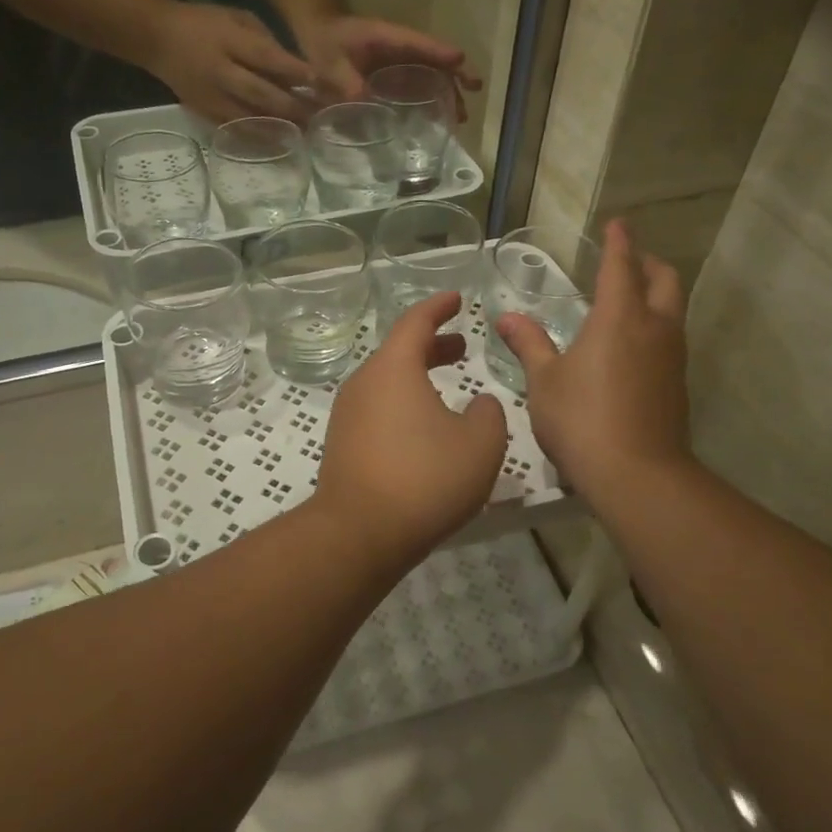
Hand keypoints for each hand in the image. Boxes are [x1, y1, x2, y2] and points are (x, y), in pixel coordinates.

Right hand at [147, 2, 316, 121]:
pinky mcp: (205, 113)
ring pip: (250, 116)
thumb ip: (265, 41)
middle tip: (319, 117)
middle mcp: (221, 71)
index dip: (293, 71)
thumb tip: (295, 69)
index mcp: (229, 41)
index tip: (319, 82)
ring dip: (279, 126)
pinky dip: (258, 136)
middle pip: (261, 93)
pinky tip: (278, 141)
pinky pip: (235, 128)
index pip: (266, 57)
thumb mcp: (236, 18)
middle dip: (292, 106)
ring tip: (305, 132)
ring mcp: (212, 96)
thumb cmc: (204, 24)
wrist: (158, 39)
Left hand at [297, 14, 482, 114]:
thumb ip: (346, 81)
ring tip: (460, 118)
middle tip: (472, 94)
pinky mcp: (396, 76)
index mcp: (388, 38)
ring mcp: (401, 62)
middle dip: (455, 76)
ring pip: (432, 75)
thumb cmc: (325, 43)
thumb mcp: (330, 62)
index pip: (419, 44)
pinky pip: (419, 86)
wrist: (319, 36)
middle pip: (435, 60)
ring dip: (448, 94)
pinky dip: (432, 100)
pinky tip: (439, 120)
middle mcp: (401, 49)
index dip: (439, 52)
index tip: (459, 60)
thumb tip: (364, 102)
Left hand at [313, 291, 507, 562]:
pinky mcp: (342, 445)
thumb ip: (489, 413)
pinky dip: (404, 405)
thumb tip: (479, 404)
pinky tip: (424, 430)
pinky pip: (378, 410)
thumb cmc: (425, 478)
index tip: (456, 299)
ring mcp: (347, 415)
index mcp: (393, 368)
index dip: (439, 307)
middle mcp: (364, 383)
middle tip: (461, 347)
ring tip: (447, 389)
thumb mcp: (480, 443)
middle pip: (399, 352)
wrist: (359, 533)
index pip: (416, 322)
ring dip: (418, 378)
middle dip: (432, 345)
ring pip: (387, 383)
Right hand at [493, 220, 690, 499]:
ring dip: (655, 294)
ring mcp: (672, 357)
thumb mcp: (544, 381)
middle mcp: (655, 328)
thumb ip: (529, 344)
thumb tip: (507, 318)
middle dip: (647, 262)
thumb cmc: (581, 419)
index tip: (617, 223)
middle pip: (664, 280)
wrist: (636, 474)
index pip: (622, 266)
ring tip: (628, 299)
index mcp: (620, 318)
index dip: (620, 242)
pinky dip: (655, 325)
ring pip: (673, 309)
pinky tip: (632, 345)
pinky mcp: (677, 384)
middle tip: (626, 260)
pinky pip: (670, 338)